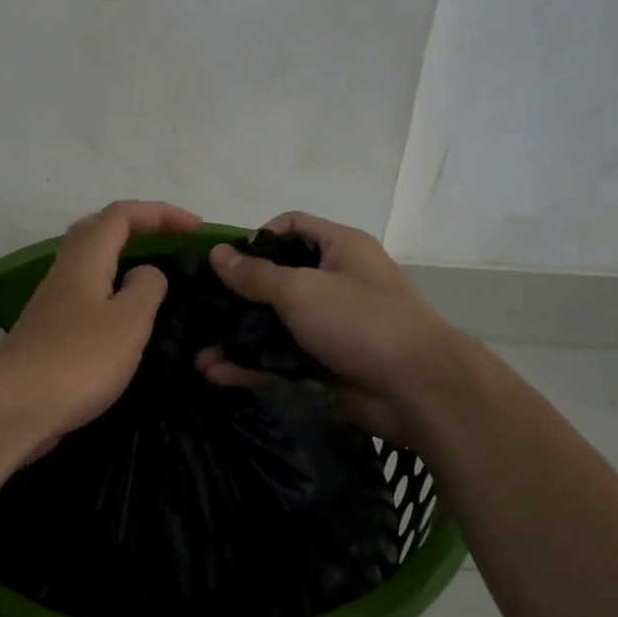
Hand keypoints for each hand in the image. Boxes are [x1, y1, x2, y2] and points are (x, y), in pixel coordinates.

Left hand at [0, 200, 201, 446]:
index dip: (161, 213)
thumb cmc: (77, 360)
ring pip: (90, 263)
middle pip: (99, 230)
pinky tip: (125, 318)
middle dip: (138, 226)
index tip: (196, 229)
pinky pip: (86, 295)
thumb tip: (147, 272)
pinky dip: (111, 292)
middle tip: (172, 240)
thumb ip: (146, 288)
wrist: (11, 409)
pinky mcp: (49, 333)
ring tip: (155, 276)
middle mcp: (65, 272)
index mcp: (85, 259)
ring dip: (123, 258)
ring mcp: (52, 303)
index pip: (122, 215)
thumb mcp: (128, 321)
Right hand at [196, 212, 461, 442]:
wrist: (418, 389)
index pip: (290, 227)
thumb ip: (256, 275)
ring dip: (239, 338)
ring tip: (199, 356)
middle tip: (201, 312)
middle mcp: (335, 280)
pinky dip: (254, 364)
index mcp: (339, 247)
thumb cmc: (360, 321)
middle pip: (277, 279)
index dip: (255, 239)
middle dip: (237, 298)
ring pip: (275, 324)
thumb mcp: (301, 290)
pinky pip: (283, 357)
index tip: (223, 264)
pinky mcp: (327, 361)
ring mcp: (331, 323)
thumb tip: (217, 254)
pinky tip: (218, 375)